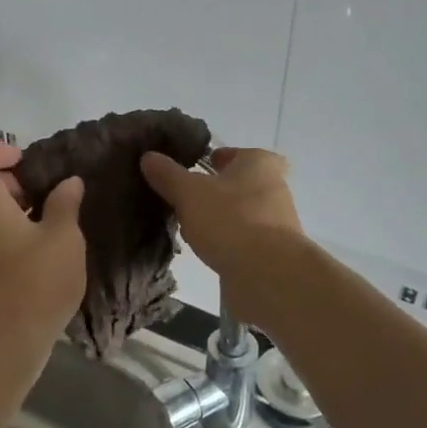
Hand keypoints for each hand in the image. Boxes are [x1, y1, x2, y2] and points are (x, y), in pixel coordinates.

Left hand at [0, 140, 85, 361]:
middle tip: (51, 201)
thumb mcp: (64, 238)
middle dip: (14, 185)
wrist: (2, 348)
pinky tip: (40, 261)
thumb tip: (68, 184)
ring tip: (53, 232)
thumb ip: (65, 204)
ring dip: (14, 215)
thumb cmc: (34, 283)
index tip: (21, 162)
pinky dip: (8, 240)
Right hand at [140, 146, 304, 322]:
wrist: (267, 274)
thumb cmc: (230, 220)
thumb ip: (168, 174)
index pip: (235, 153)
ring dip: (218, 219)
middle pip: (237, 184)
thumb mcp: (188, 193)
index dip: (214, 159)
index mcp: (259, 163)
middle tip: (185, 200)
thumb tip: (148, 157)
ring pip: (240, 213)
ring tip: (189, 229)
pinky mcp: (274, 251)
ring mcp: (278, 221)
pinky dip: (227, 241)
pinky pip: (244, 239)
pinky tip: (206, 251)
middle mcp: (274, 187)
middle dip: (213, 192)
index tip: (191, 171)